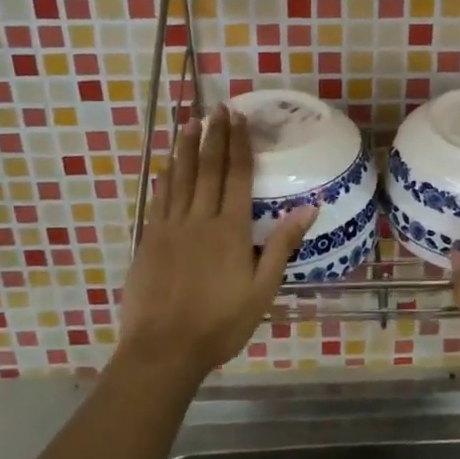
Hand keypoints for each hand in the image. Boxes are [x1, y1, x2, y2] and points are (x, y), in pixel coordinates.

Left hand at [120, 105, 314, 382]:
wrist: (164, 349)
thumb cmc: (221, 323)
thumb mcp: (262, 289)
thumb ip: (282, 245)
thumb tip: (310, 206)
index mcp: (231, 229)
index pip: (237, 176)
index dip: (239, 144)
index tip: (239, 118)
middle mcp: (200, 219)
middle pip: (208, 169)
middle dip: (214, 136)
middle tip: (217, 109)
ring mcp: (170, 227)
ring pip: (180, 178)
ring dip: (187, 148)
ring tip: (191, 122)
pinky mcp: (149, 240)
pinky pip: (159, 199)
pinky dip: (165, 177)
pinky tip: (167, 164)